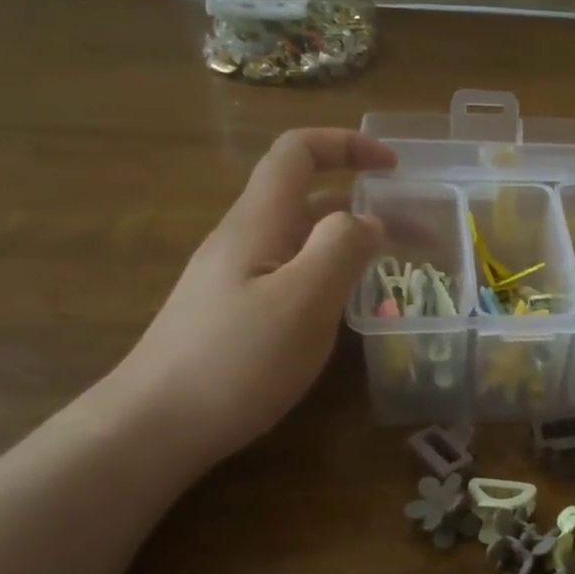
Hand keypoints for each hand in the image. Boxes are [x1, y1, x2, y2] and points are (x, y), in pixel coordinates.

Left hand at [106, 128, 395, 465]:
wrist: (154, 427)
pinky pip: (293, 274)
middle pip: (309, 198)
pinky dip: (332, 275)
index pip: (298, 153)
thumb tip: (369, 219)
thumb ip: (341, 249)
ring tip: (397, 271)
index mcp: (258, 223)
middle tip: (420, 237)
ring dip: (353, 243)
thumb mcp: (302, 301)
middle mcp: (246, 239)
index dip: (346, 145)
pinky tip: (349, 309)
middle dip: (367, 205)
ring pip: (303, 240)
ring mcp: (237, 278)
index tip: (395, 168)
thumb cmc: (234, 362)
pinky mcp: (236, 312)